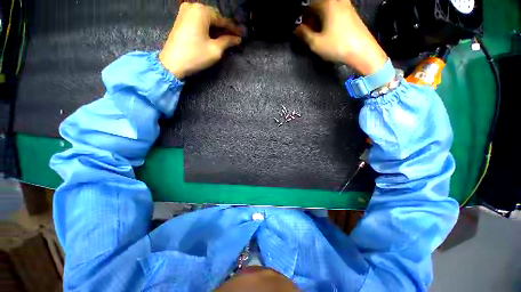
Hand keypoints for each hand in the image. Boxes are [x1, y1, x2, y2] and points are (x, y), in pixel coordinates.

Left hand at [159, 3, 241, 78]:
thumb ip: (228, 41)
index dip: (234, 29)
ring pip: (206, 19)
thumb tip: (238, 39)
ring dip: (216, 29)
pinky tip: (214, 36)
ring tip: (226, 38)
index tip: (242, 35)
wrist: (172, 63)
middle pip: (214, 17)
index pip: (222, 19)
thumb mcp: (215, 50)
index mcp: (201, 11)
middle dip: (224, 28)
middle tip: (234, 38)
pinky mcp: (181, 19)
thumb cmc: (196, 55)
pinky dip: (207, 28)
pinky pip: (198, 21)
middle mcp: (193, 7)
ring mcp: (185, 12)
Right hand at [295, 0, 387, 75]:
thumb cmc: (338, 47)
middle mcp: (337, 1)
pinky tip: (327, 31)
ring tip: (316, 32)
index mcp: (327, 4)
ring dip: (319, 18)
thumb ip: (303, 34)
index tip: (299, 27)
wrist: (362, 52)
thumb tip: (296, 29)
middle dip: (310, 17)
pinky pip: (335, 11)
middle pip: (318, 5)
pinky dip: (328, 18)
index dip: (301, 16)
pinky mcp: (351, 14)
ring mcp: (346, 6)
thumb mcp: (315, 44)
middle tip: (307, 30)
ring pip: (327, 8)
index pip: (308, 5)